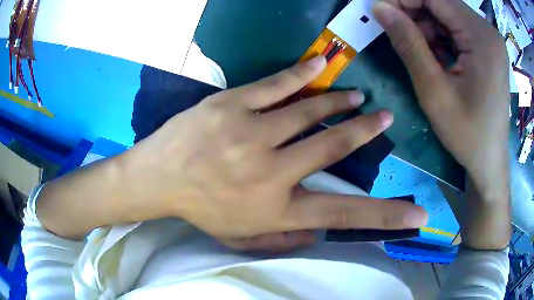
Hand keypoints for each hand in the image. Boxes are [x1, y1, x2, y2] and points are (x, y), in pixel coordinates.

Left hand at [129, 56, 427, 251]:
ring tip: (358, 96)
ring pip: (309, 111)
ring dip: (339, 102)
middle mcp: (271, 171)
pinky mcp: (231, 105)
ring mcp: (250, 133)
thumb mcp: (240, 240)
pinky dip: (304, 74)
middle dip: (365, 132)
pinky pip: (277, 85)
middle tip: (385, 117)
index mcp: (276, 209)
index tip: (417, 212)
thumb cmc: (200, 211)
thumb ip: (282, 242)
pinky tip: (324, 65)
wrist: (158, 178)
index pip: (344, 213)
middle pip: (333, 148)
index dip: (387, 215)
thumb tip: (317, 235)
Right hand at [373, 0, 510, 248]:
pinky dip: (440, 37)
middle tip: (394, 31)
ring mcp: (489, 39)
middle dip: (414, 13)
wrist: (489, 162)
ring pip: (447, 16)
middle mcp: (488, 31)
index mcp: (482, 37)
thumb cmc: (467, 134)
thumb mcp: (434, 91)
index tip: (379, 10)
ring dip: (427, 27)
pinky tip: (434, 57)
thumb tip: (379, 8)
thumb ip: (408, 43)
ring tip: (416, 51)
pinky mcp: (487, 49)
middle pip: (442, 4)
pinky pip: (457, 30)